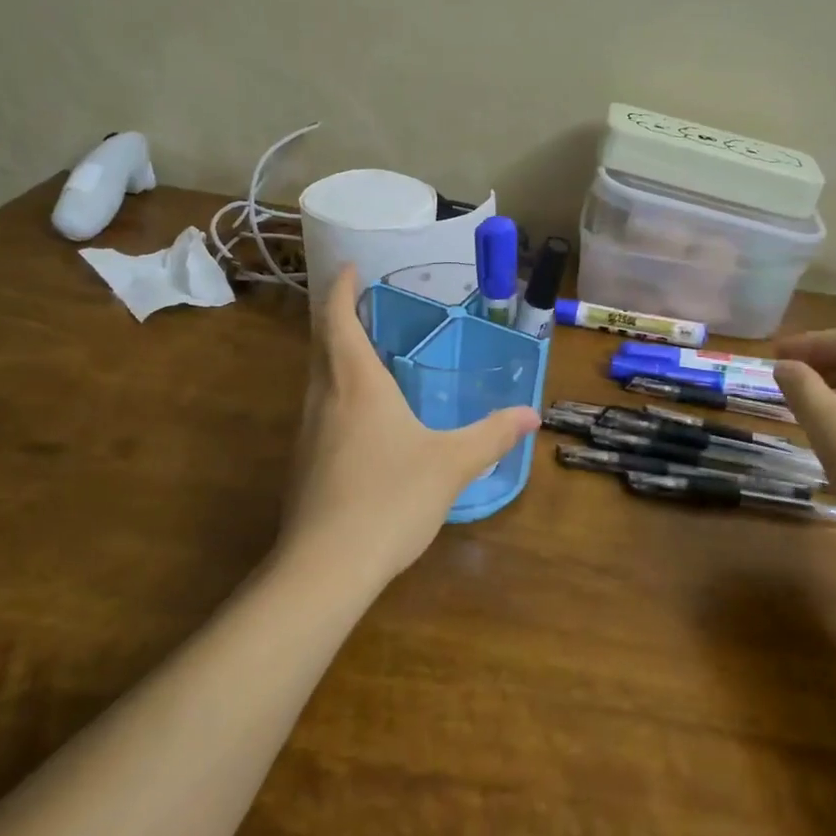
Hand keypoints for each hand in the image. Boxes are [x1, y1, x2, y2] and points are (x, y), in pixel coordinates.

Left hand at [279, 266, 540, 588]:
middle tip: (365, 305)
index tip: (351, 268)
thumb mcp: (452, 463)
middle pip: (322, 344)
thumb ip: (491, 435)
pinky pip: (320, 411)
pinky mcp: (304, 464)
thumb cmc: (390, 499)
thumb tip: (531, 414)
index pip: (339, 320)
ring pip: (318, 379)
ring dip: (336, 357)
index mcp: (356, 384)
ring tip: (368, 354)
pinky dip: (337, 394)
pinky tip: (363, 419)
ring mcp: (307, 433)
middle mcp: (324, 398)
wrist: (325, 566)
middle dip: (338, 318)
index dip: (343, 290)